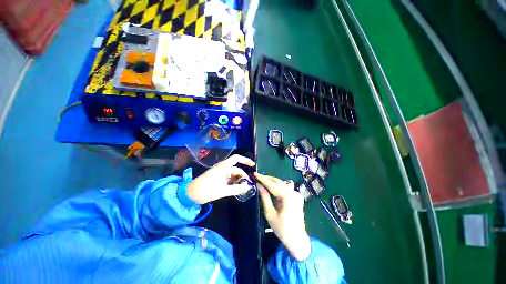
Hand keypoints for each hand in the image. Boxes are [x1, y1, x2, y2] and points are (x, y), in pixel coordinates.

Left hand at [187, 154, 254, 203]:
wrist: (190, 194)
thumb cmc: (207, 190)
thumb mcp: (223, 191)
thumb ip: (237, 189)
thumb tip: (248, 188)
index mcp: (224, 166)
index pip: (237, 158)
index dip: (246, 160)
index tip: (253, 166)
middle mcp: (223, 167)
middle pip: (236, 169)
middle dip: (243, 176)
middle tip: (248, 185)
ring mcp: (220, 172)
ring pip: (233, 174)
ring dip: (238, 180)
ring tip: (243, 188)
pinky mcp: (218, 177)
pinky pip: (228, 178)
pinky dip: (233, 182)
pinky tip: (236, 188)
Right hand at [255, 173, 310, 260]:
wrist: (297, 239)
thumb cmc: (282, 228)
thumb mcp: (270, 213)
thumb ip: (264, 197)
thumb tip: (259, 185)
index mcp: (287, 197)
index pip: (272, 184)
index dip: (262, 179)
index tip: (255, 174)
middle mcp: (293, 192)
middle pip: (278, 182)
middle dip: (267, 178)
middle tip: (257, 176)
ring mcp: (296, 194)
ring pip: (282, 183)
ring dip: (272, 181)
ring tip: (262, 180)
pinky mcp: (297, 196)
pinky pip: (285, 188)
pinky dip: (277, 186)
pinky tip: (271, 186)